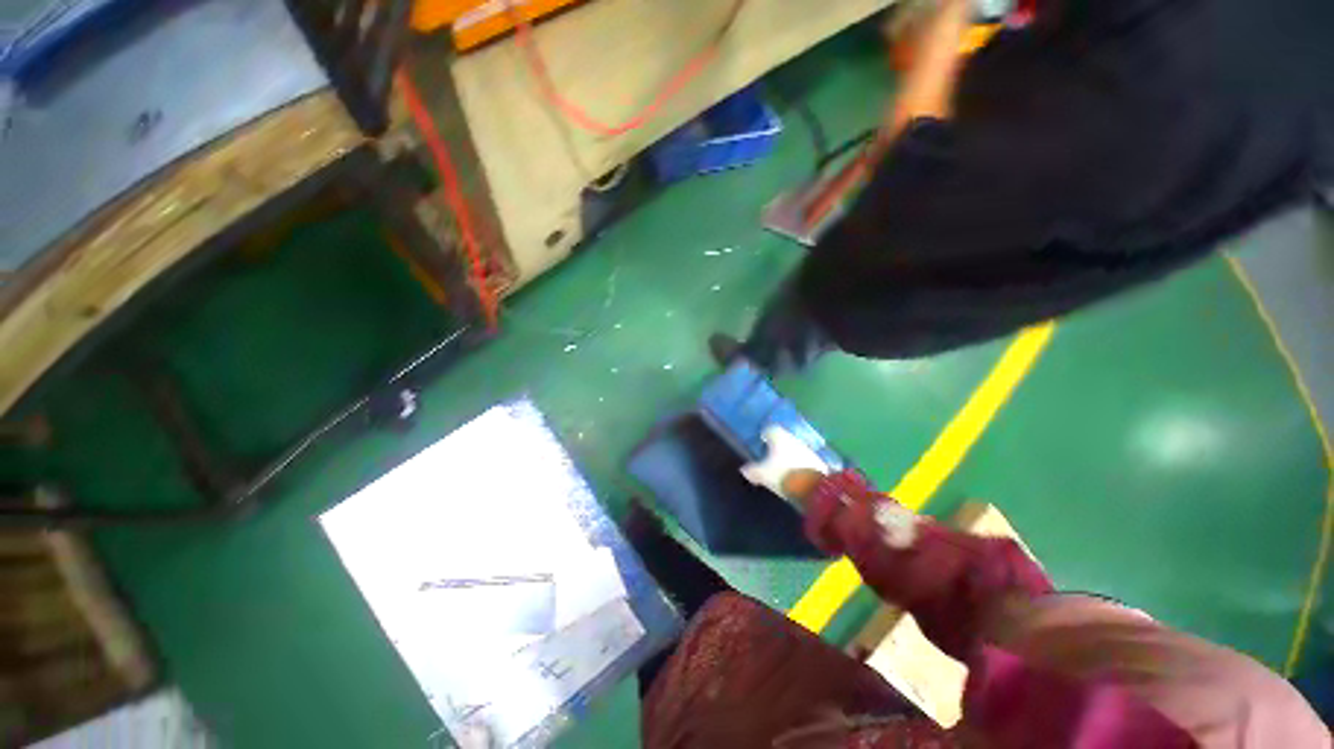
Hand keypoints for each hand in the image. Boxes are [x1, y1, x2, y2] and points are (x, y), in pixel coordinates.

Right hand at [740, 426, 828, 503]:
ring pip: (795, 449)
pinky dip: (798, 464)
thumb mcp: (763, 475)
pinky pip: (804, 460)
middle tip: (770, 455)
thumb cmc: (784, 475)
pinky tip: (794, 475)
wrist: (816, 489)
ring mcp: (808, 450)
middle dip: (778, 446)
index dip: (765, 435)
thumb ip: (753, 471)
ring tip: (782, 467)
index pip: (771, 429)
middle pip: (784, 438)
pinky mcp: (818, 463)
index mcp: (780, 437)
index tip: (762, 441)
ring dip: (789, 455)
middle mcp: (794, 439)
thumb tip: (744, 469)